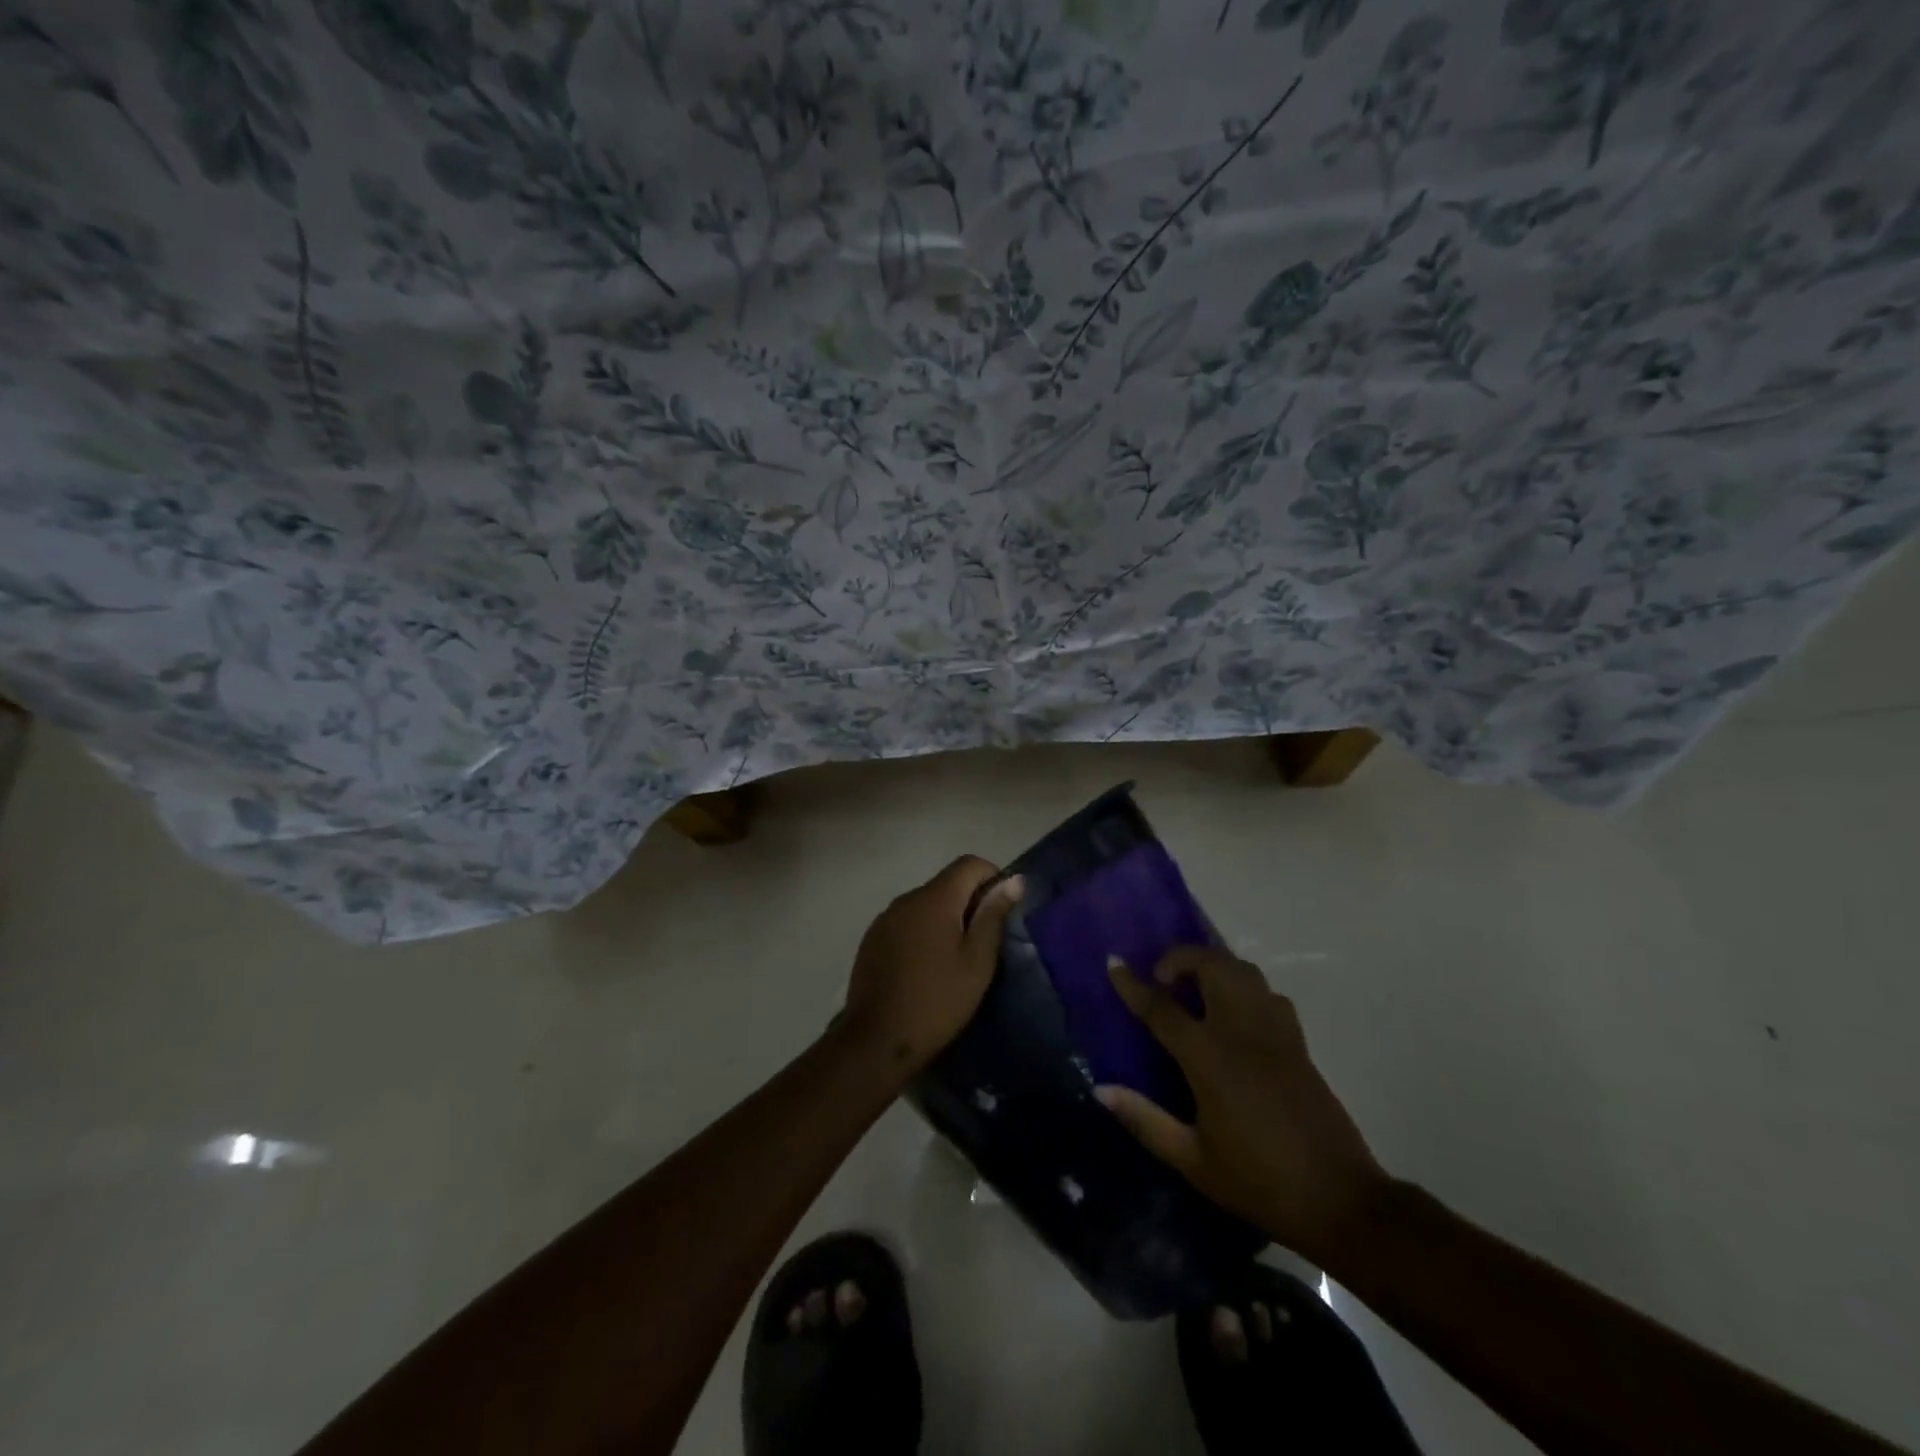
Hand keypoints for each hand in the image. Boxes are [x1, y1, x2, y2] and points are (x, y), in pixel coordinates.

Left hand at [838, 857, 1023, 1080]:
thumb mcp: (977, 962)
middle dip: (970, 901)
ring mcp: (884, 919)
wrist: (877, 1042)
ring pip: (926, 903)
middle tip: (984, 941)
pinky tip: (927, 966)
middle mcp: (906, 899)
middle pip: (946, 882)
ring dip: (946, 917)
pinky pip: (906, 921)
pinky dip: (923, 931)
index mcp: (934, 899)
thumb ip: (993, 916)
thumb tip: (1013, 880)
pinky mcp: (872, 940)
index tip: (1003, 910)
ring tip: (956, 957)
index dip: (992, 877)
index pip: (969, 863)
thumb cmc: (937, 1001)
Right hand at [1098, 947, 1388, 1262]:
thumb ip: (1145, 1120)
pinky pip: (1266, 992)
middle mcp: (1243, 1032)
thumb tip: (1101, 1089)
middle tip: (1162, 979)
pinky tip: (1233, 1013)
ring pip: (1243, 970)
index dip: (1133, 984)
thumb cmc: (1259, 1182)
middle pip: (1211, 965)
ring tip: (1194, 988)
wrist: (1341, 1201)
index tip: (1113, 963)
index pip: (1162, 1007)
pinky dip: (1243, 986)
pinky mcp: (1298, 1042)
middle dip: (1180, 957)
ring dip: (1212, 965)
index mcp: (1210, 1059)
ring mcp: (1276, 1032)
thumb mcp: (1193, 1161)